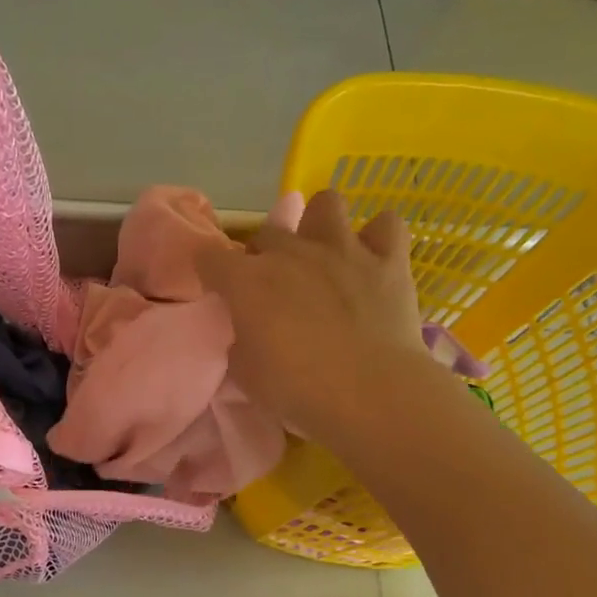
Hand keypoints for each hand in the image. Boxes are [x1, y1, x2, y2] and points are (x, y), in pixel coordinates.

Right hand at [197, 189, 438, 437]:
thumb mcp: (245, 373)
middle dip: (264, 254)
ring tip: (324, 254)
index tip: (217, 289)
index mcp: (247, 281)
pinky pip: (386, 225)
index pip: (209, 255)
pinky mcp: (388, 260)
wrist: (369, 393)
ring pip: (326, 203)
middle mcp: (291, 252)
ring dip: (320, 225)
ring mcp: (342, 249)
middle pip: (266, 232)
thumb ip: (241, 341)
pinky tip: (373, 258)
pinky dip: (378, 237)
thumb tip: (249, 332)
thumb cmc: (296, 389)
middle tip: (274, 286)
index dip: (209, 270)